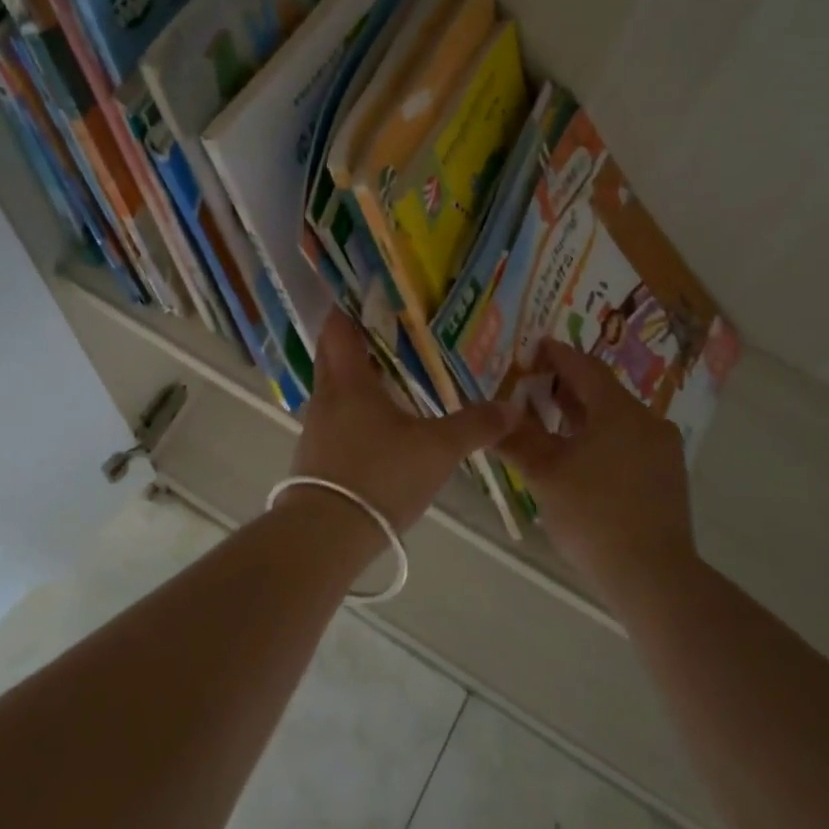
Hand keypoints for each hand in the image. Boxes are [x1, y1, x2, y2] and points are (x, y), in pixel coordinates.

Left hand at [291, 314, 520, 533]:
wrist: (327, 533)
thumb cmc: (380, 475)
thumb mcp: (437, 449)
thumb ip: (474, 426)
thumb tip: (513, 407)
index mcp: (348, 380)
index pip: (338, 329)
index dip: (349, 309)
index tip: (366, 295)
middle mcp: (326, 397)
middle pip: (331, 355)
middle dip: (353, 340)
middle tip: (387, 331)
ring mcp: (315, 428)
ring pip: (333, 389)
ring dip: (354, 378)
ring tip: (389, 375)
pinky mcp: (315, 457)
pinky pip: (334, 419)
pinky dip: (352, 410)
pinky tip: (377, 424)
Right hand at [498, 341, 697, 589]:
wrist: (653, 576)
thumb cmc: (593, 515)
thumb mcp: (545, 475)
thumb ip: (518, 440)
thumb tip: (495, 417)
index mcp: (619, 412)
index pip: (585, 368)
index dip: (558, 355)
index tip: (535, 348)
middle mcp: (647, 421)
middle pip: (603, 392)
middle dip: (567, 386)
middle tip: (534, 385)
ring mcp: (663, 450)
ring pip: (617, 418)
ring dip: (584, 414)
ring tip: (551, 421)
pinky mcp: (668, 476)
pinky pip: (629, 440)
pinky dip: (602, 437)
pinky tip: (580, 455)